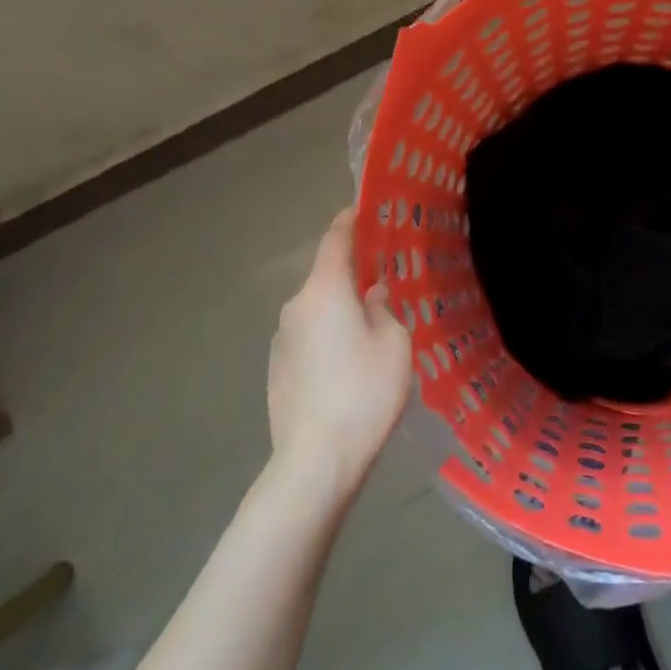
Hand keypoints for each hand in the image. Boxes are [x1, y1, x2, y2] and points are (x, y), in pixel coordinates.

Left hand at [267, 209, 411, 497]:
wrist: (316, 460)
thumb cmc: (364, 392)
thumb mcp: (394, 343)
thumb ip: (383, 308)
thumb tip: (370, 294)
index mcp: (325, 290)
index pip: (335, 239)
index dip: (350, 220)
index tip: (365, 209)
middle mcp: (296, 306)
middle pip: (326, 276)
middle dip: (353, 273)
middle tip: (385, 280)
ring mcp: (281, 339)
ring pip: (318, 309)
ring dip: (341, 309)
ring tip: (371, 329)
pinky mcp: (276, 368)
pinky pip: (308, 337)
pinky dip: (328, 336)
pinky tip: (348, 364)